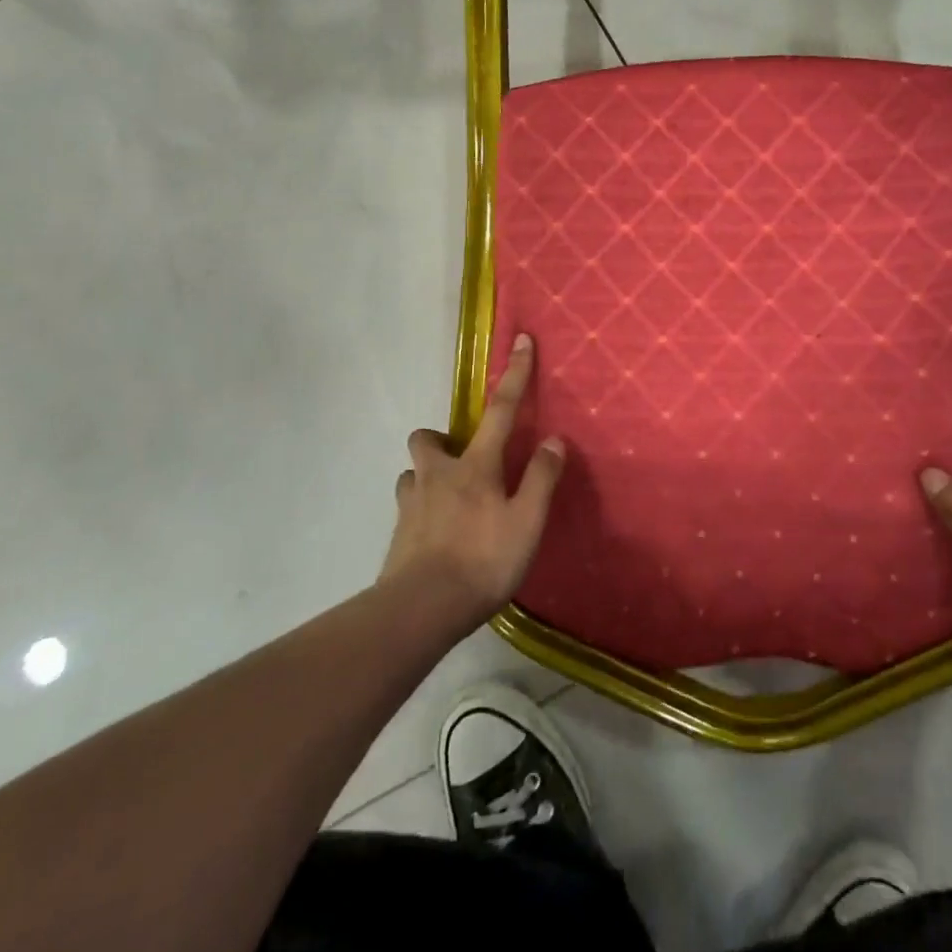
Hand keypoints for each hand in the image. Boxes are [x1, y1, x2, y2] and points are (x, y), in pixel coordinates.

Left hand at [379, 334, 564, 626]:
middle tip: (463, 457)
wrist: (420, 610)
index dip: (514, 375)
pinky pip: (406, 505)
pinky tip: (434, 531)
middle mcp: (437, 475)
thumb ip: (540, 479)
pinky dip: (420, 507)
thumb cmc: (482, 561)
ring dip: (427, 475)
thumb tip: (553, 440)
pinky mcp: (397, 532)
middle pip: (428, 438)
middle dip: (442, 438)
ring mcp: (411, 503)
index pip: (500, 410)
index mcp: (474, 467)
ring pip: (412, 472)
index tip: (520, 341)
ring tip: (448, 498)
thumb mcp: (526, 522)